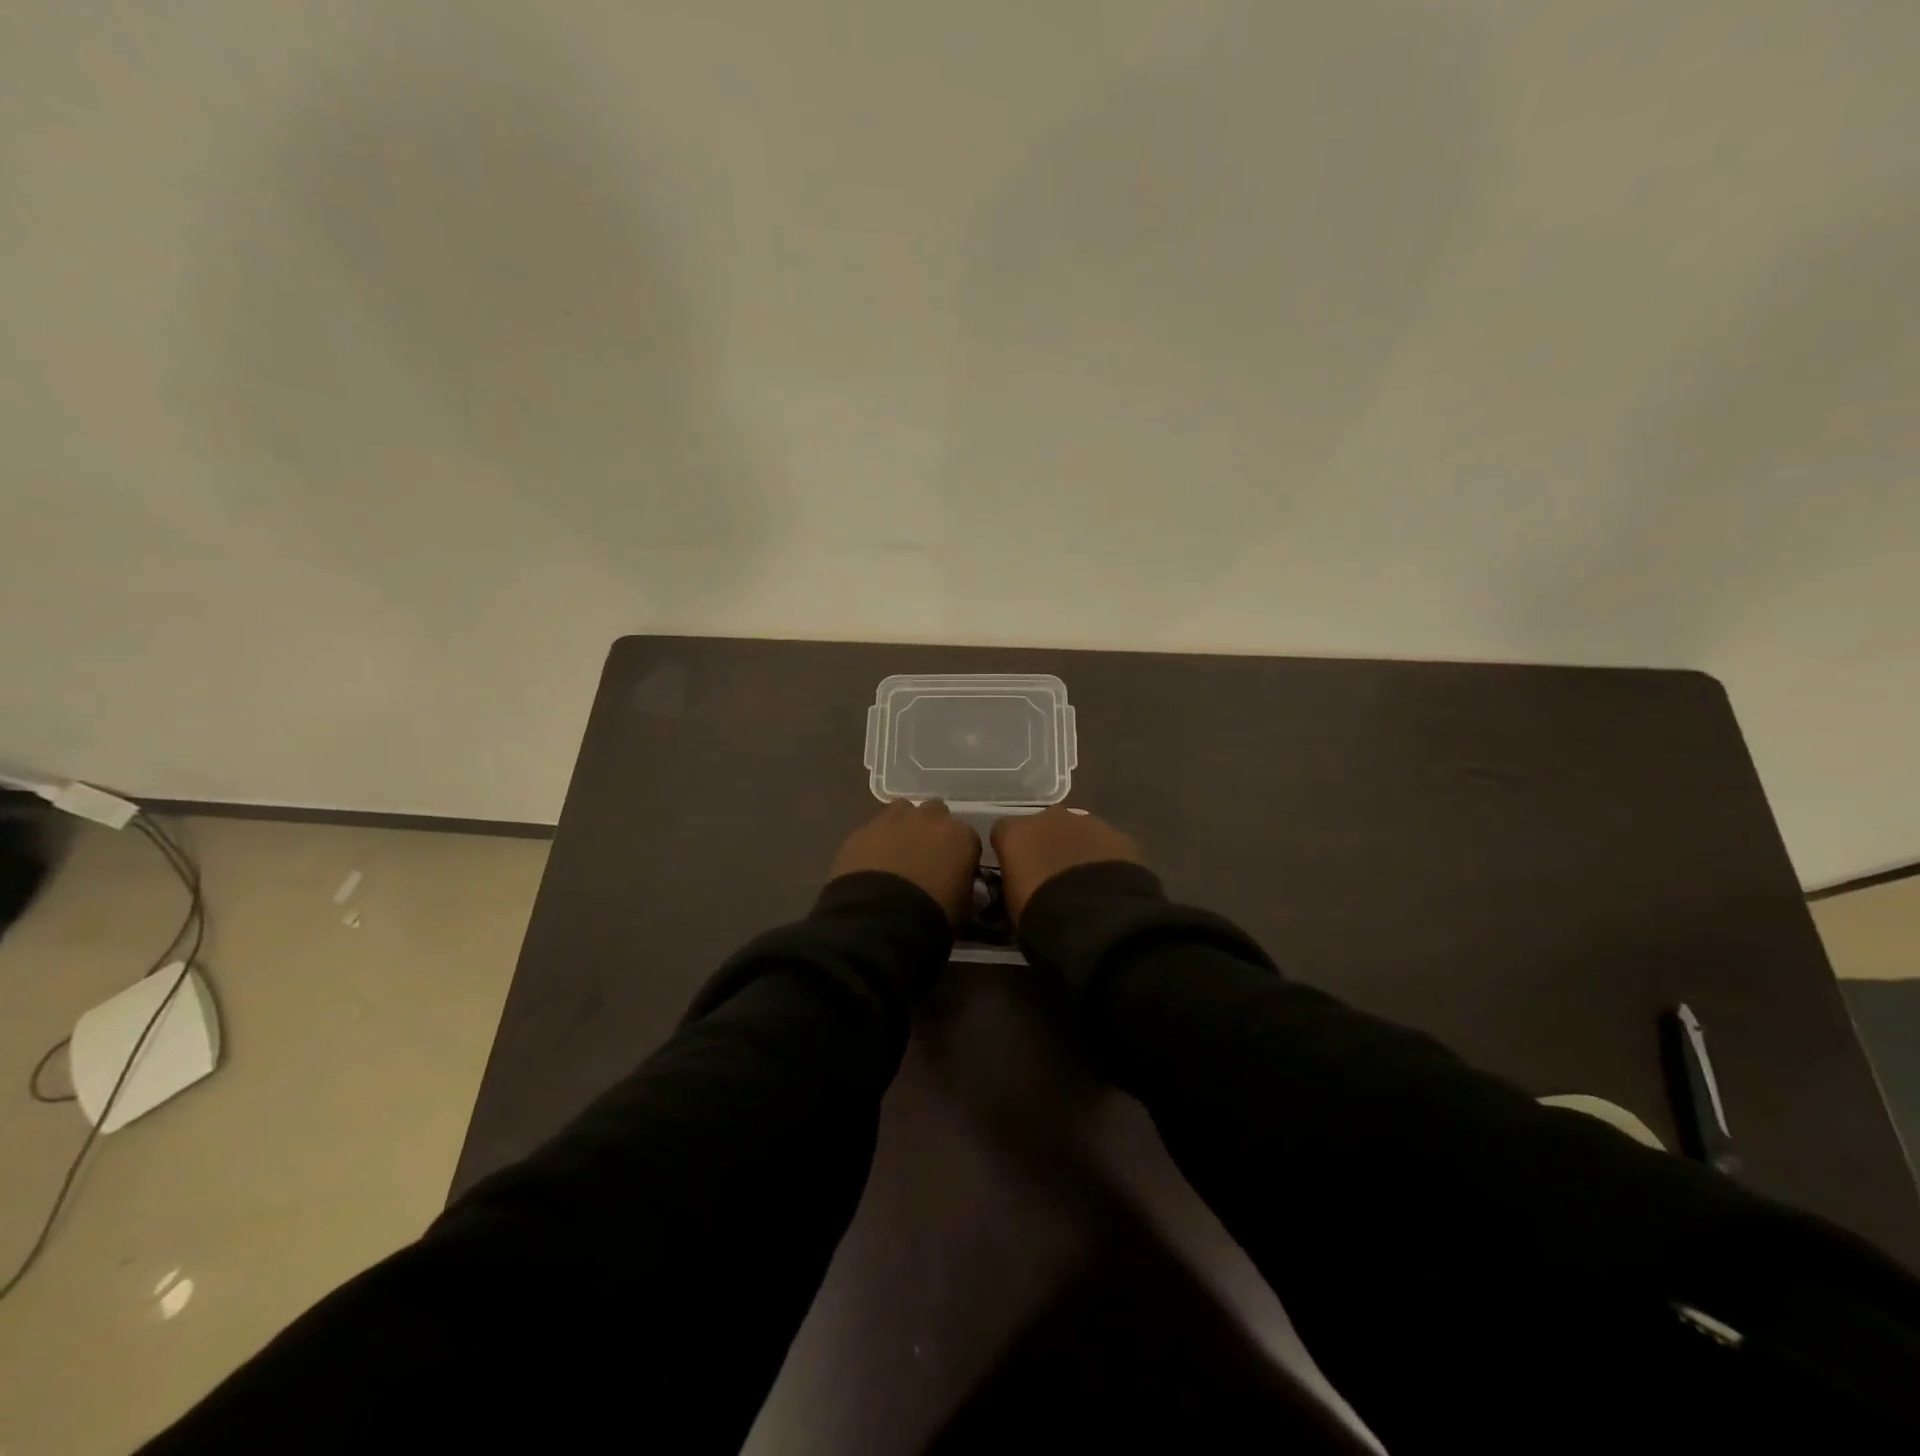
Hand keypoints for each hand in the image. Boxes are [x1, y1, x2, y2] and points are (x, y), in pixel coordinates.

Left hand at [829, 800, 981, 926]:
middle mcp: (930, 818)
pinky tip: (869, 864)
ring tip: (894, 854)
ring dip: (902, 827)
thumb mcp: (963, 906)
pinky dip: (874, 842)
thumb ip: (962, 886)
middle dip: (931, 830)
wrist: (881, 919)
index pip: (967, 838)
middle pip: (935, 814)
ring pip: (902, 811)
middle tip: (923, 857)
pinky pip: (873, 829)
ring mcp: (893, 819)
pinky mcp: (862, 829)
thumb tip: (956, 885)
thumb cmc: (933, 916)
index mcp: (961, 836)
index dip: (958, 854)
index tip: (952, 871)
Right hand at [991, 807, 1144, 923]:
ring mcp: (1085, 822)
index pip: (1003, 833)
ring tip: (1084, 883)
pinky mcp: (1117, 835)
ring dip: (1076, 849)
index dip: (1010, 852)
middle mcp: (1047, 817)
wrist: (1097, 918)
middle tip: (1052, 877)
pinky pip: (1103, 844)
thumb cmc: (1041, 913)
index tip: (1017, 873)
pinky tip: (1107, 884)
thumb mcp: (1012, 902)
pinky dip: (1102, 858)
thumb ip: (1015, 882)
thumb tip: (1023, 882)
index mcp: (1015, 832)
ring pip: (1075, 831)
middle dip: (1045, 845)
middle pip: (1042, 826)